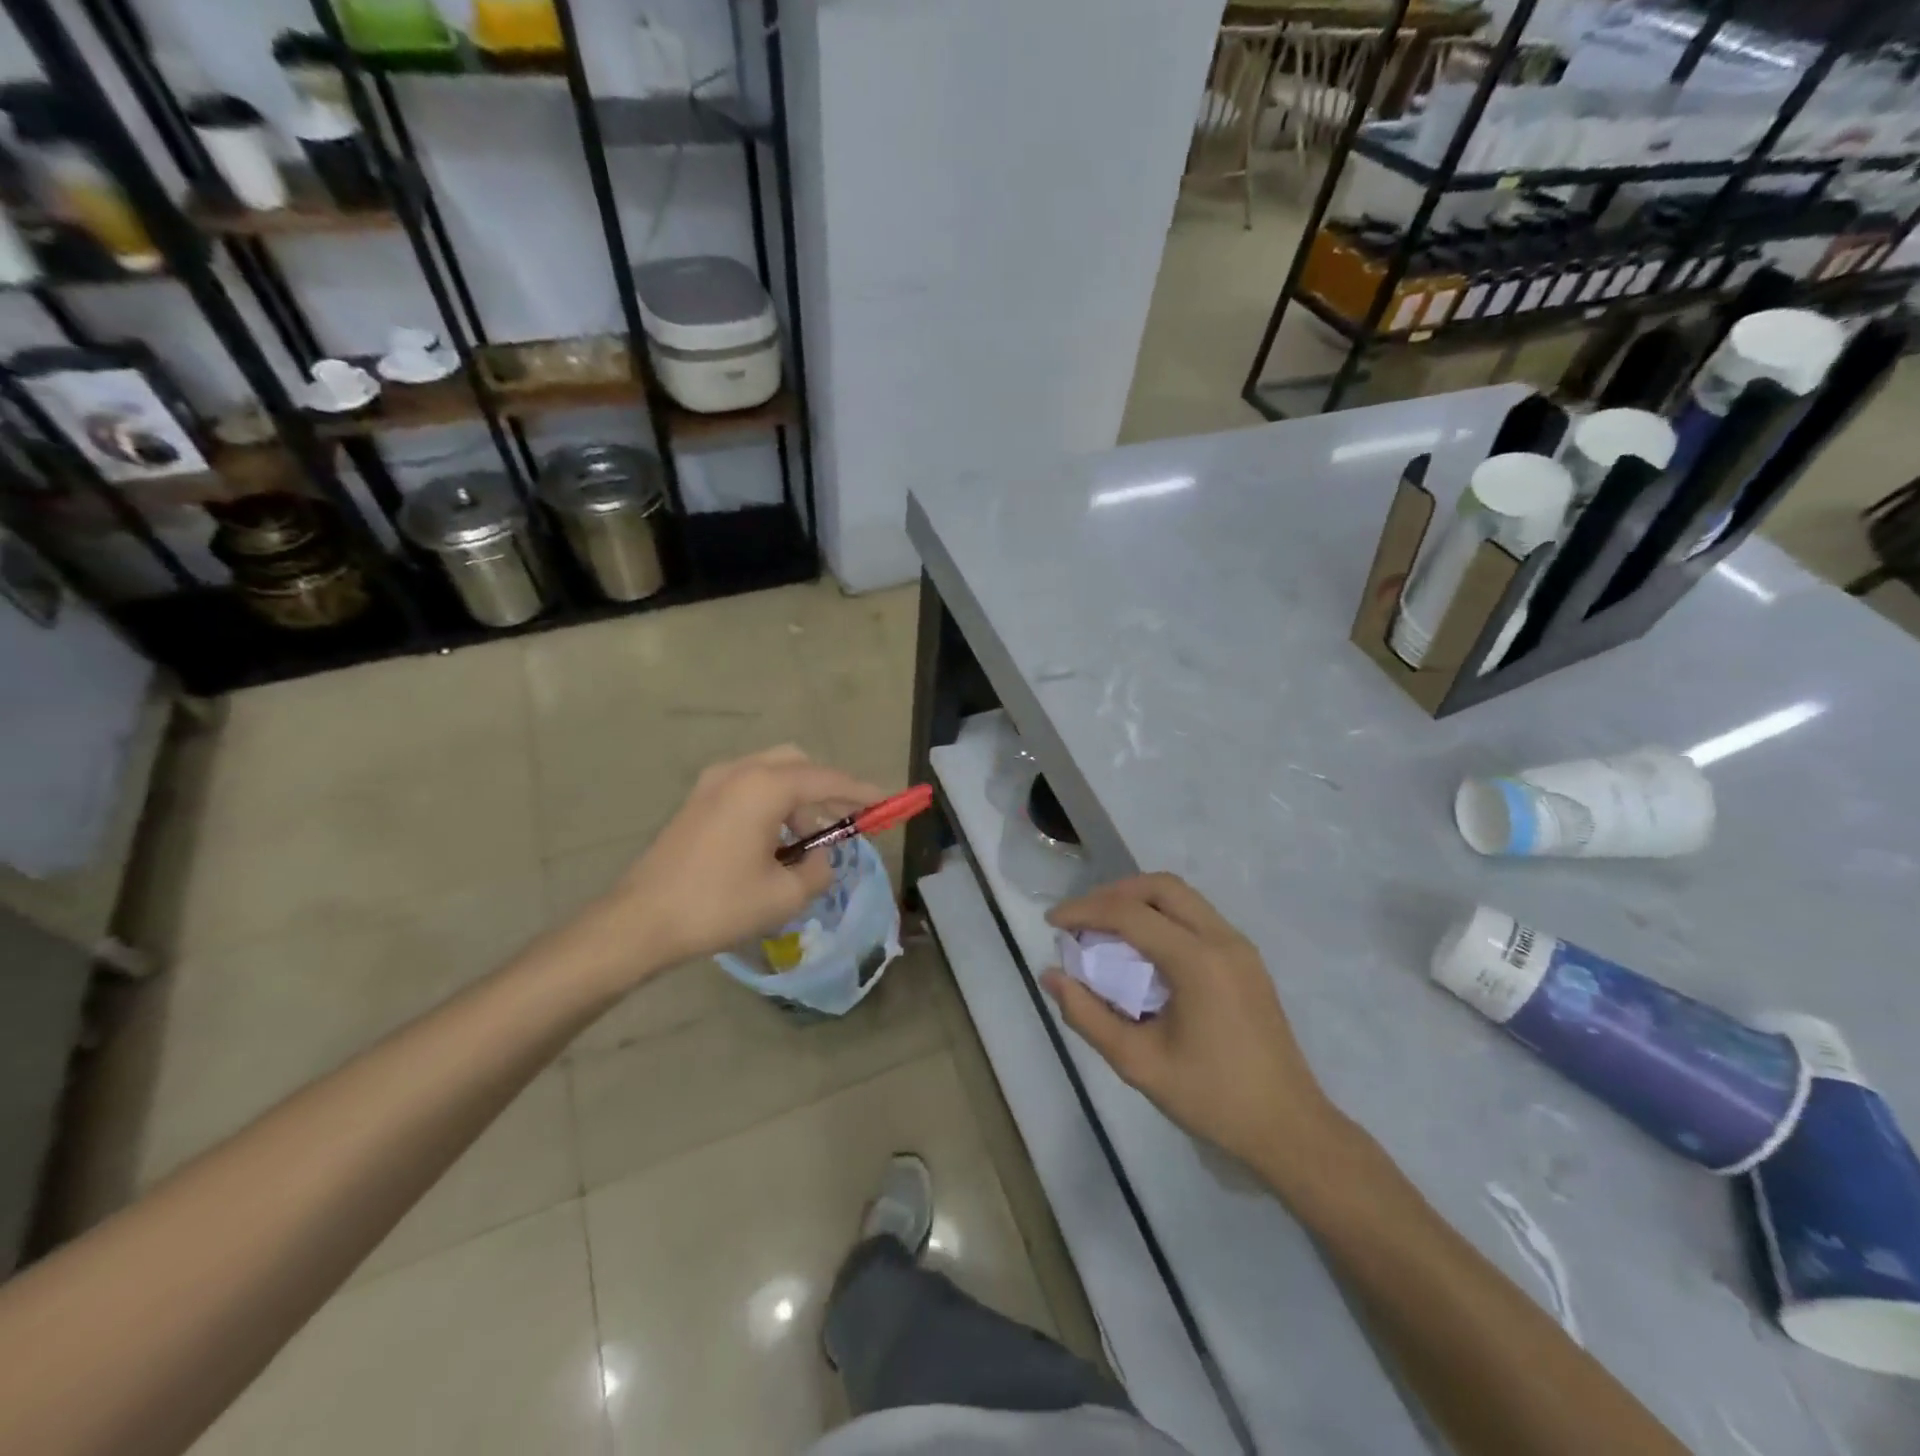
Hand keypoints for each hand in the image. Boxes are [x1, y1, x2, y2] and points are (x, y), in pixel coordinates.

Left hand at [595, 747, 883, 977]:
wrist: (639, 921)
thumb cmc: (717, 905)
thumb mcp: (784, 895)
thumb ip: (818, 871)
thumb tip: (822, 860)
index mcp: (764, 787)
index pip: (826, 780)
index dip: (861, 792)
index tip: (886, 803)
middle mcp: (739, 772)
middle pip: (798, 764)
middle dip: (826, 790)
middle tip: (844, 823)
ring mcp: (712, 783)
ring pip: (772, 773)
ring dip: (798, 800)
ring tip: (807, 844)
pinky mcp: (697, 801)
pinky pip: (749, 786)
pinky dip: (772, 803)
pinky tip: (773, 842)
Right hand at [1044, 874, 1343, 1177]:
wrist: (1289, 1128)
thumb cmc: (1212, 1098)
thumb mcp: (1138, 1063)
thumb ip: (1088, 1015)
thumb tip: (1051, 975)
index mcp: (1198, 961)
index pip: (1130, 913)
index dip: (1084, 910)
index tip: (1051, 921)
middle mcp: (1222, 939)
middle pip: (1160, 887)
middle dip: (1113, 893)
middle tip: (1081, 918)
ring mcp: (1240, 947)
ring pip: (1181, 896)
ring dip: (1139, 901)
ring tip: (1105, 928)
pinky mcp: (1246, 960)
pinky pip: (1197, 916)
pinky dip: (1162, 916)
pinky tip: (1142, 948)